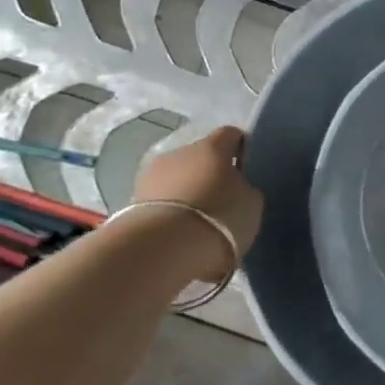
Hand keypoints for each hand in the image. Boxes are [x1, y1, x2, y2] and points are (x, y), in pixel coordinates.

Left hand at [133, 126, 264, 259]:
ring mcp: (152, 175)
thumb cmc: (219, 218)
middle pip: (200, 156)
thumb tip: (235, 187)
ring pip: (177, 177)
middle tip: (220, 200)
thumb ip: (244, 189)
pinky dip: (170, 210)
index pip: (231, 134)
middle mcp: (180, 152)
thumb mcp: (251, 204)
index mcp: (213, 146)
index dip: (240, 149)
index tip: (245, 169)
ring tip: (196, 221)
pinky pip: (161, 200)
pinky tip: (178, 233)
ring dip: (186, 191)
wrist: (164, 249)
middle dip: (209, 173)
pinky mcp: (133, 200)